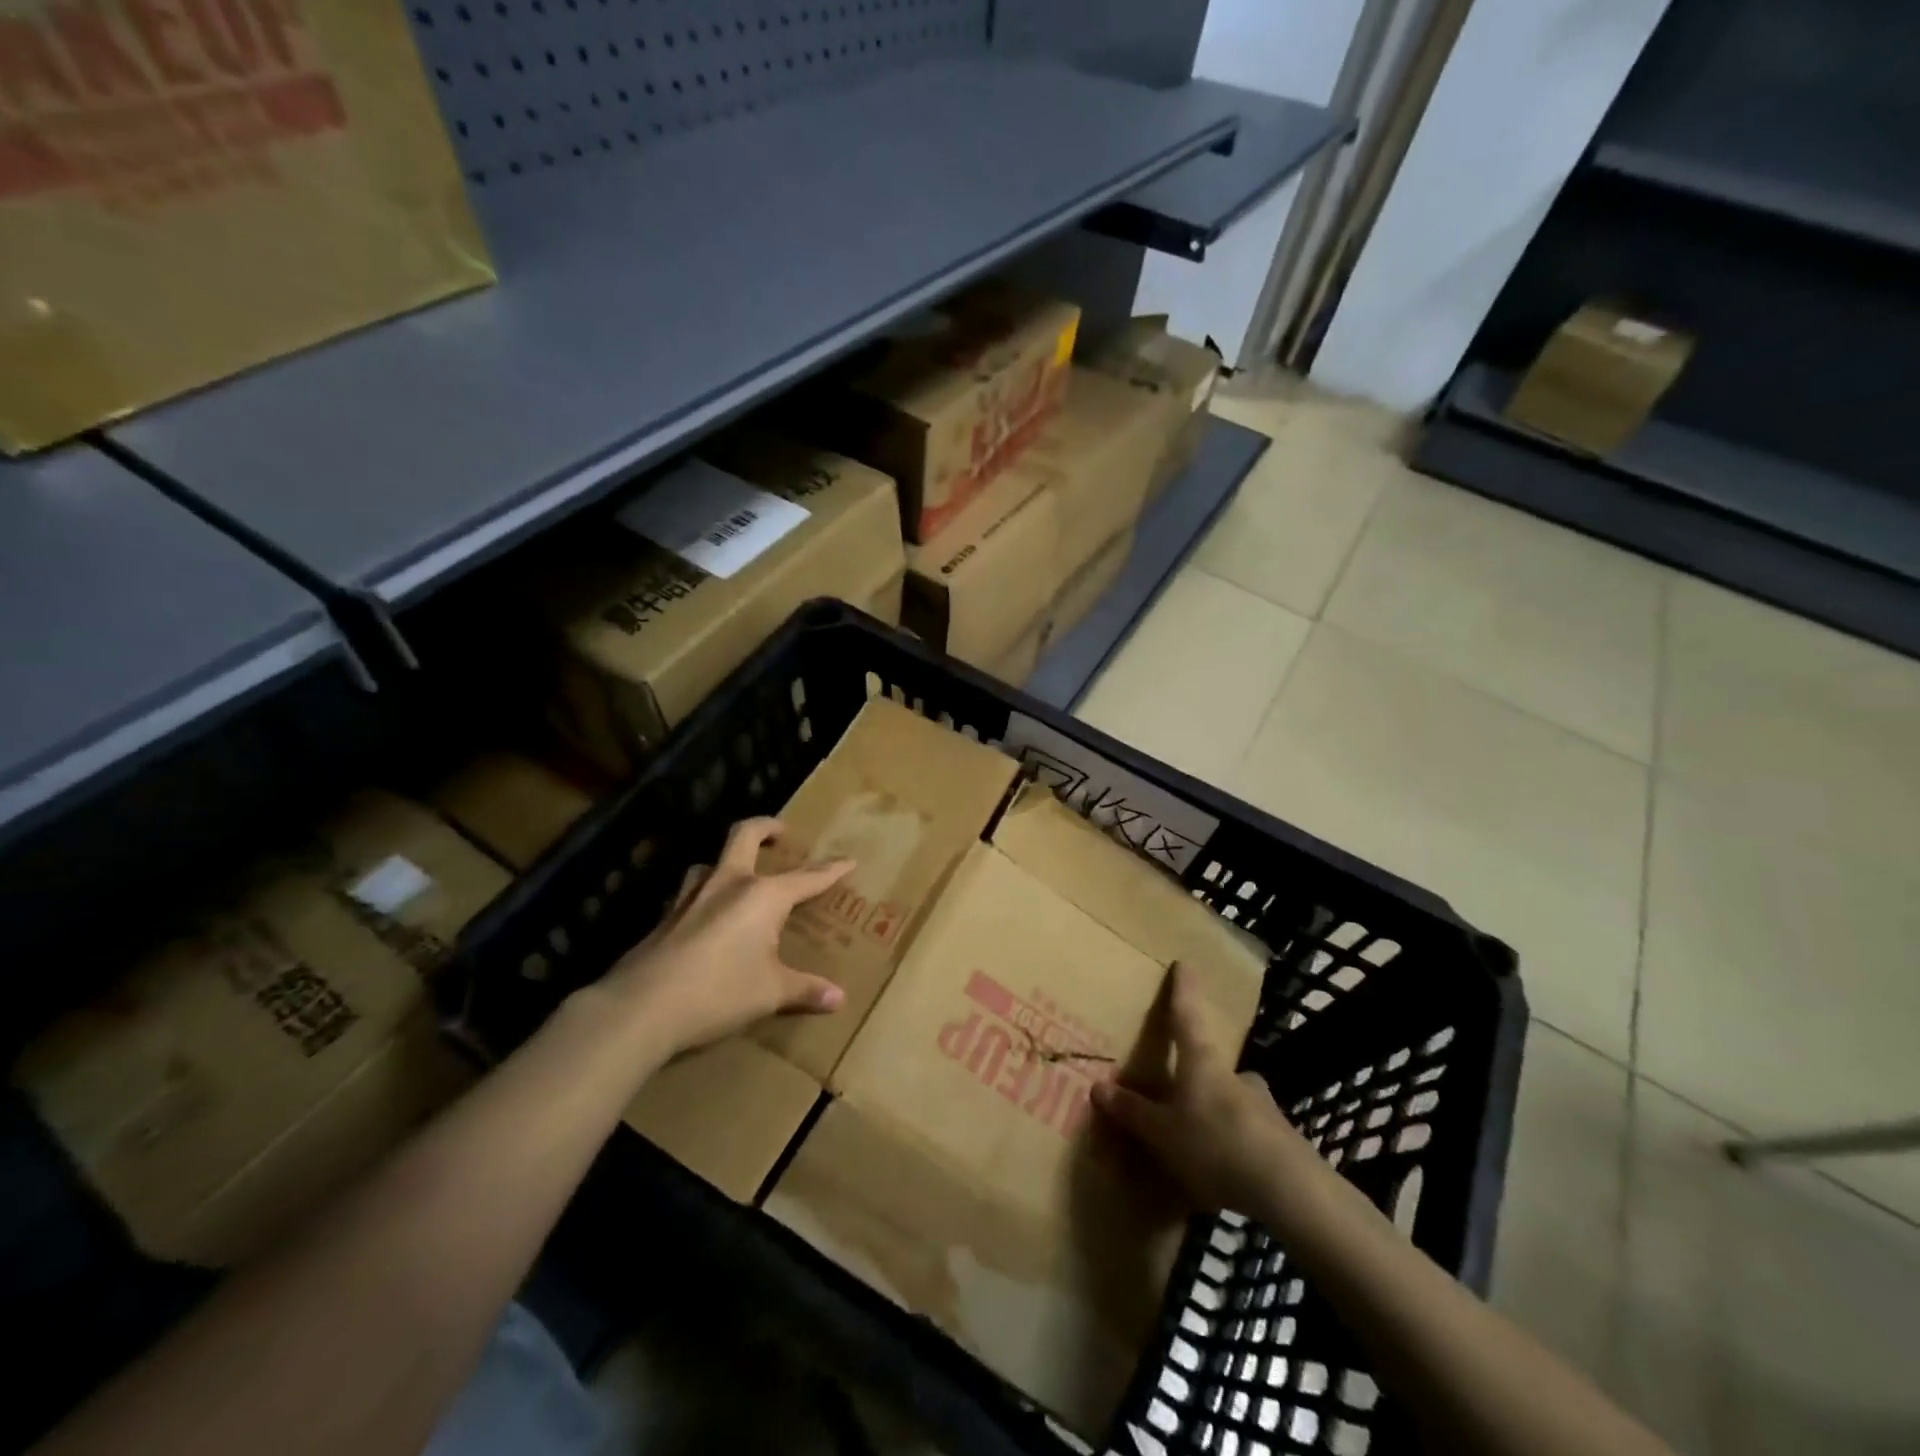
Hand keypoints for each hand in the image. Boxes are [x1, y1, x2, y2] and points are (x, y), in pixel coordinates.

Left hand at [600, 817, 853, 1058]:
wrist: (641, 1007)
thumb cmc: (718, 992)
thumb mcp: (770, 993)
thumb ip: (805, 990)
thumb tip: (839, 999)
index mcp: (762, 896)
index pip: (806, 877)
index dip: (830, 870)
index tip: (848, 860)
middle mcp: (728, 884)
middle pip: (745, 835)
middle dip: (767, 827)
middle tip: (781, 832)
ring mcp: (691, 896)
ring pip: (711, 861)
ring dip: (729, 860)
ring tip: (740, 875)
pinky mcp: (666, 916)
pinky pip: (692, 891)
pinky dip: (706, 893)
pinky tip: (706, 916)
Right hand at [1093, 963, 1313, 1217]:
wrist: (1290, 1190)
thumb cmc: (1215, 1145)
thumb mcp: (1163, 1133)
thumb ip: (1133, 1112)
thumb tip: (1098, 1087)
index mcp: (1202, 1062)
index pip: (1187, 1015)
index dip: (1183, 990)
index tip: (1185, 963)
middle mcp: (1235, 1076)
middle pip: (1213, 1064)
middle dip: (1199, 1074)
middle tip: (1182, 1090)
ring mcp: (1263, 1107)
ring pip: (1233, 1102)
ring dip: (1217, 1113)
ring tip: (1200, 1142)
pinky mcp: (1282, 1141)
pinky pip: (1248, 1136)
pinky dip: (1234, 1146)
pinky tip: (1226, 1173)